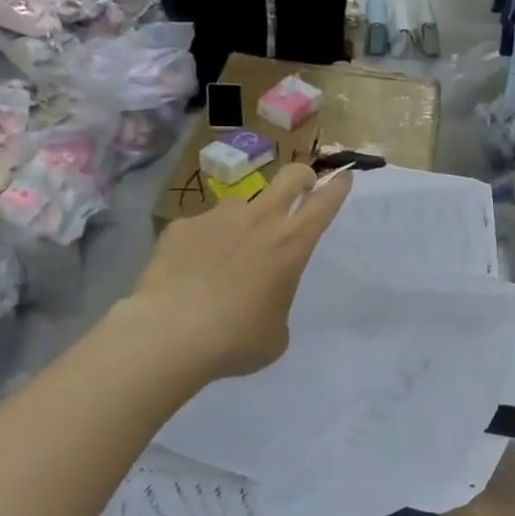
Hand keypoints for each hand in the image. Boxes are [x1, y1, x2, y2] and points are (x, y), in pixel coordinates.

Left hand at [124, 164, 351, 382]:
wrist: (170, 334)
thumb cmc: (237, 339)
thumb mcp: (276, 333)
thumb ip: (277, 303)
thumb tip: (263, 300)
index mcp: (291, 244)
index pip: (324, 203)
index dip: (337, 187)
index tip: (344, 177)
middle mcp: (259, 219)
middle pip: (289, 176)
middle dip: (302, 176)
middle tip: (302, 186)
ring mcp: (217, 217)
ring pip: (240, 206)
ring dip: (243, 223)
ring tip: (225, 256)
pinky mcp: (181, 227)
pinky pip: (199, 230)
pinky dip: (201, 245)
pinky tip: (187, 273)